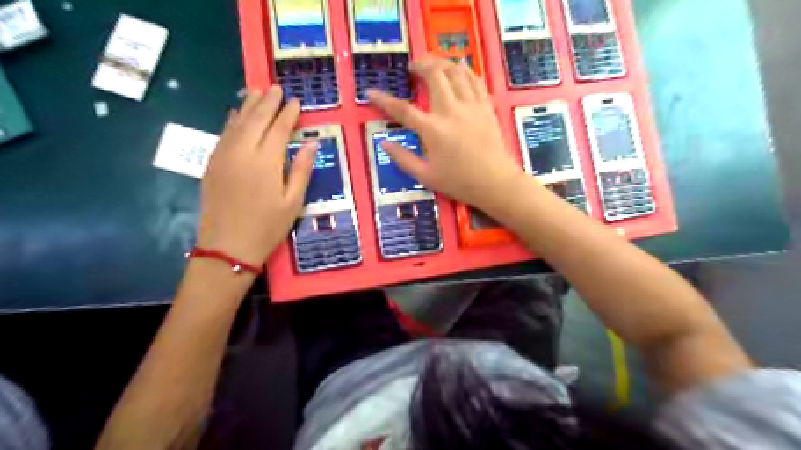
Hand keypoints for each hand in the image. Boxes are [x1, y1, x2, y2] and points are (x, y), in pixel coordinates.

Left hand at [196, 89, 315, 266]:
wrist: (227, 246)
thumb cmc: (267, 227)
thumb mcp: (293, 201)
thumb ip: (302, 169)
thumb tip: (311, 143)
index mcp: (266, 162)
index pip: (278, 129)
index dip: (288, 114)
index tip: (296, 101)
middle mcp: (242, 152)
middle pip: (255, 119)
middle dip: (267, 102)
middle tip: (276, 88)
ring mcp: (224, 156)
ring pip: (236, 122)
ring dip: (248, 105)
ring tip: (257, 92)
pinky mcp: (213, 163)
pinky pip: (223, 134)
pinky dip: (231, 120)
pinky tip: (236, 114)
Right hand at [369, 59, 526, 212]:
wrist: (495, 182)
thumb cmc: (459, 182)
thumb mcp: (426, 176)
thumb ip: (403, 158)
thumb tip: (384, 143)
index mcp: (433, 130)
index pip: (402, 109)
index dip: (384, 100)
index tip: (371, 92)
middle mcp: (451, 111)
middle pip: (434, 75)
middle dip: (420, 65)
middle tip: (413, 67)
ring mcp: (471, 106)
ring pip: (456, 71)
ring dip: (442, 63)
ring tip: (433, 65)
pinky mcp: (486, 106)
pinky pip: (475, 79)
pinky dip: (464, 70)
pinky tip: (458, 72)